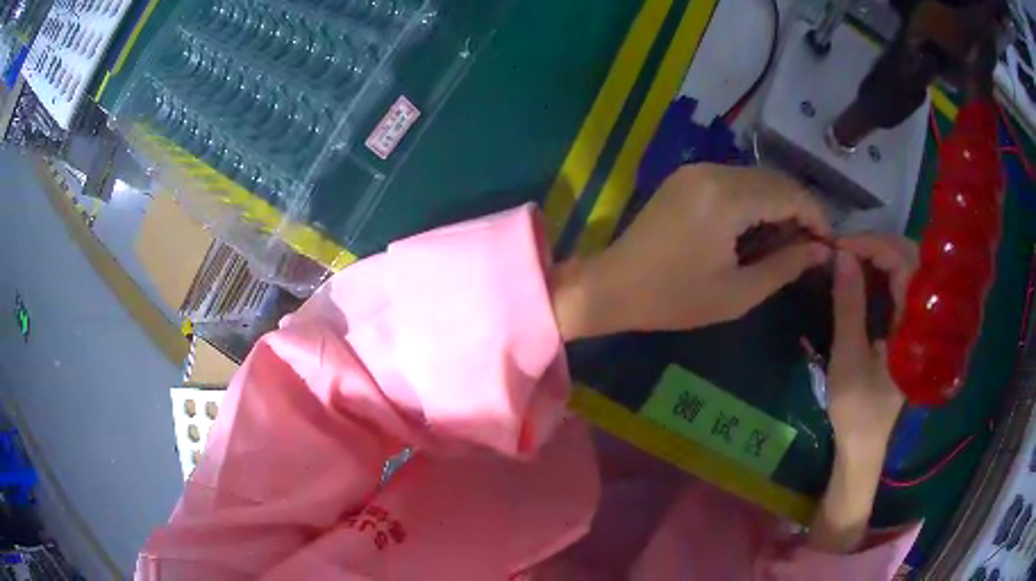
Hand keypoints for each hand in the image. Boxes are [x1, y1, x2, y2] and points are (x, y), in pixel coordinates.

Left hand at [553, 164, 831, 338]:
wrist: (613, 286)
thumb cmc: (674, 299)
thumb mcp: (738, 293)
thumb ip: (785, 266)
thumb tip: (821, 251)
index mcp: (726, 198)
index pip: (790, 193)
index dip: (817, 217)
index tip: (829, 245)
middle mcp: (712, 171)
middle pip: (775, 179)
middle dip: (800, 209)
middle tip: (810, 247)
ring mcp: (696, 169)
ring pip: (757, 177)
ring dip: (779, 203)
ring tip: (788, 242)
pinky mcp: (687, 176)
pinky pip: (735, 180)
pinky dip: (755, 199)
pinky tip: (759, 228)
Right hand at [826, 235, 917, 453]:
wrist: (863, 444)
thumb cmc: (857, 409)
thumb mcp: (848, 358)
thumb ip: (848, 305)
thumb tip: (841, 255)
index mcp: (917, 327)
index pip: (905, 264)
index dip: (874, 246)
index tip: (841, 245)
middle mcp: (923, 316)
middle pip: (909, 258)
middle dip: (876, 245)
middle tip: (843, 247)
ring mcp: (916, 320)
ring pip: (905, 268)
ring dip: (876, 256)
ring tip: (848, 256)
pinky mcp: (907, 326)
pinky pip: (898, 285)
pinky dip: (878, 272)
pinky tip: (859, 274)